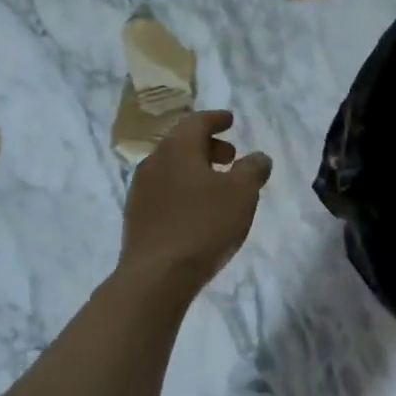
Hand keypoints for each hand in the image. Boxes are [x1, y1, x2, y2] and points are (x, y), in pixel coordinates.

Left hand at [119, 111, 272, 289]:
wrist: (156, 276)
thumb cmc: (203, 225)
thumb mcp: (242, 193)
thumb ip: (253, 169)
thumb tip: (258, 157)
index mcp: (177, 148)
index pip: (197, 121)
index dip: (216, 119)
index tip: (230, 120)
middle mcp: (154, 162)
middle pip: (182, 143)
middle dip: (208, 146)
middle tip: (231, 157)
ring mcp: (140, 191)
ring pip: (172, 168)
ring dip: (195, 169)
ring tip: (217, 185)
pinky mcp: (137, 218)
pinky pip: (164, 191)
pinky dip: (183, 189)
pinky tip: (197, 210)